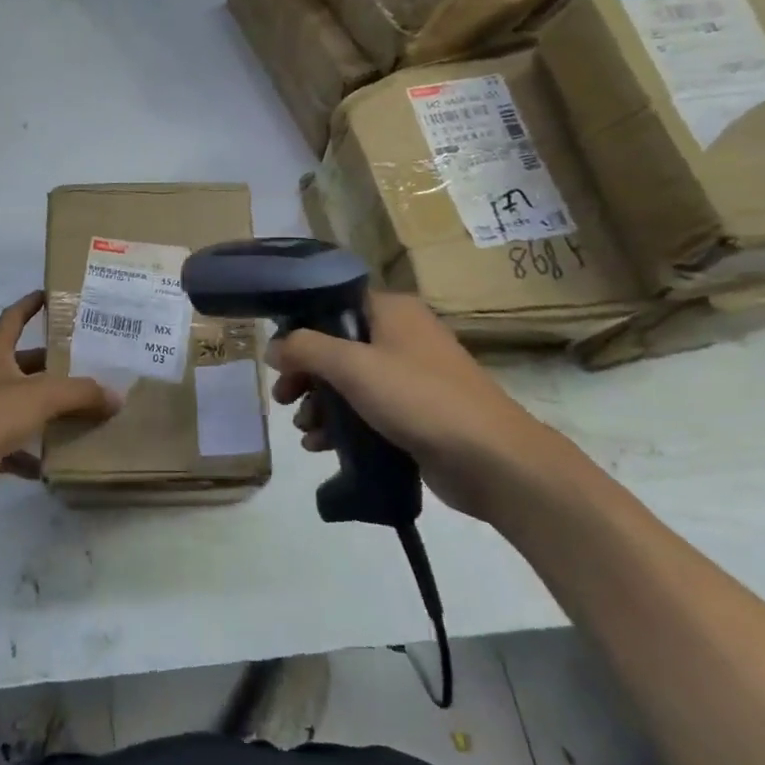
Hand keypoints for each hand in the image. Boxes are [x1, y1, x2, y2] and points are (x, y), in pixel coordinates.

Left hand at [0, 291, 119, 509]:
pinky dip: (37, 454)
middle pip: (26, 365)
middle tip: (92, 365)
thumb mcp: (41, 394)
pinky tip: (63, 459)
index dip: (31, 304)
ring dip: (50, 411)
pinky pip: (18, 448)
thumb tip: (116, 397)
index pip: (13, 318)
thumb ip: (81, 392)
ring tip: (88, 411)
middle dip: (55, 365)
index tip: (53, 294)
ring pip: (24, 407)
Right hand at [266, 291, 563, 523]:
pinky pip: (367, 410)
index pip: (333, 304)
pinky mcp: (416, 413)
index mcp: (392, 311)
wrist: (491, 460)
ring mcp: (411, 376)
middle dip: (305, 375)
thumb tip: (274, 347)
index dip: (300, 327)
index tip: (277, 357)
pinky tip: (321, 447)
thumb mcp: (352, 367)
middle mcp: (402, 336)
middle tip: (283, 399)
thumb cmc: (419, 399)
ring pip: (349, 382)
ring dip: (320, 404)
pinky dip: (342, 425)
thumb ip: (306, 349)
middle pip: (336, 347)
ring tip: (305, 430)